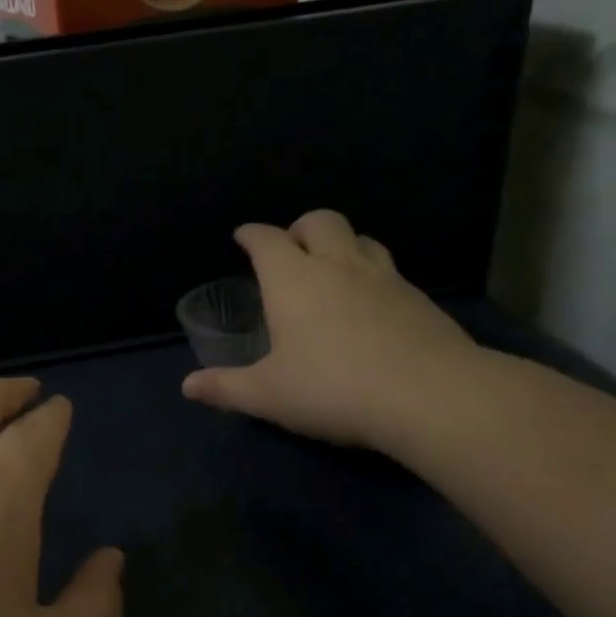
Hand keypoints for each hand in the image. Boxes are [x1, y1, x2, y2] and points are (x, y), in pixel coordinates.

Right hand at [182, 209, 480, 450]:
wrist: (428, 395)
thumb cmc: (332, 389)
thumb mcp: (268, 395)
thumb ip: (225, 388)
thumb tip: (187, 387)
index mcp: (293, 280)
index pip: (267, 240)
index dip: (251, 235)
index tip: (243, 237)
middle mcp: (338, 266)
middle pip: (320, 220)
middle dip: (300, 228)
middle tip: (291, 250)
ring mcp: (384, 278)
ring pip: (361, 238)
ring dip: (341, 244)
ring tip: (332, 270)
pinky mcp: (418, 297)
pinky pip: (389, 269)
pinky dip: (372, 274)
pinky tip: (371, 304)